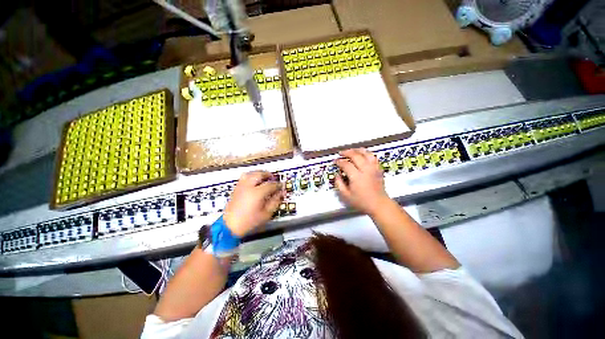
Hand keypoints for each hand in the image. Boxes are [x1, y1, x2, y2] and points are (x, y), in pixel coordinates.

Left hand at [223, 171, 283, 237]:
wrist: (231, 225)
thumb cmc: (249, 222)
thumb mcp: (266, 214)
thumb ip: (274, 202)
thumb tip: (280, 194)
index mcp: (257, 193)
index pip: (271, 184)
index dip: (278, 185)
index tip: (281, 187)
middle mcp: (248, 186)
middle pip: (259, 174)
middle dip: (268, 175)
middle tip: (273, 178)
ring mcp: (240, 186)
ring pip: (250, 173)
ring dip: (258, 173)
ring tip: (263, 177)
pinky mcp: (236, 188)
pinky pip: (244, 177)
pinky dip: (251, 176)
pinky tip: (254, 181)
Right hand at [335, 148, 390, 215]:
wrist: (378, 204)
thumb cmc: (362, 202)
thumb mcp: (346, 196)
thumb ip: (339, 184)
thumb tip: (337, 175)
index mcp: (357, 176)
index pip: (346, 164)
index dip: (339, 161)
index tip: (335, 161)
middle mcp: (366, 170)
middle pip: (356, 155)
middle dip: (347, 152)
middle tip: (341, 153)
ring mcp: (373, 168)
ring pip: (366, 153)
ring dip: (358, 150)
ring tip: (352, 151)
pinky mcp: (379, 169)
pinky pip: (373, 157)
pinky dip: (367, 154)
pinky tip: (363, 155)